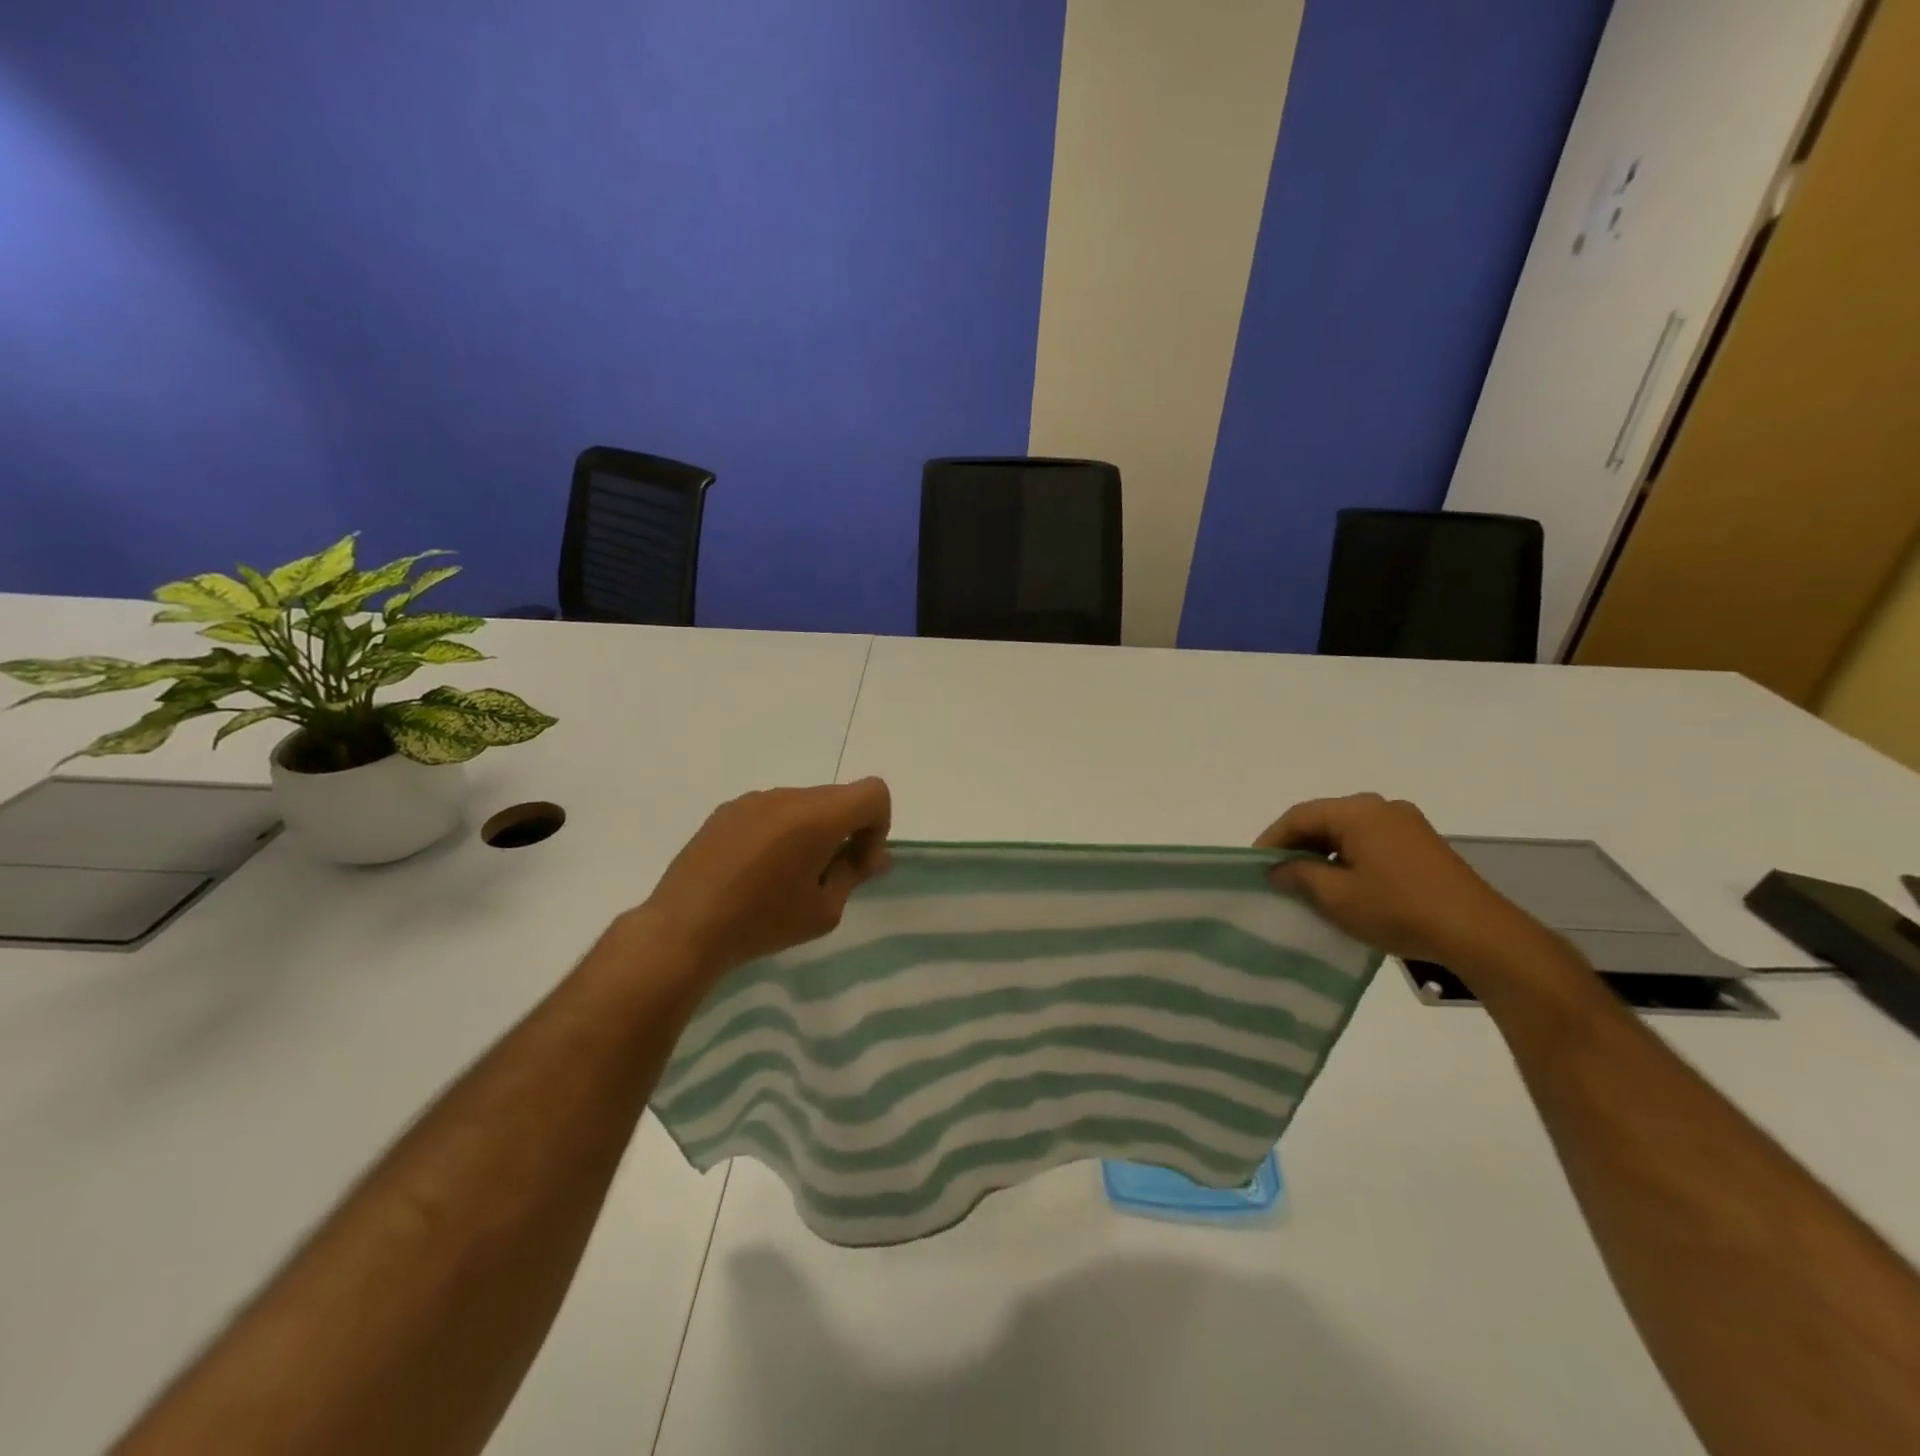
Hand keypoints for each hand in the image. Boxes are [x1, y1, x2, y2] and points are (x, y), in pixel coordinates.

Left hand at [641, 778, 892, 980]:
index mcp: (817, 816)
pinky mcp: (726, 811)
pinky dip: (780, 833)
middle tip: (828, 877)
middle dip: (846, 831)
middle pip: (838, 799)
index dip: (878, 826)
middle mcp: (787, 796)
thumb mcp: (823, 911)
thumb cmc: (762, 922)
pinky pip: (771, 812)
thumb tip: (873, 857)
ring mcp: (753, 800)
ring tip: (786, 878)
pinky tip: (755, 872)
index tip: (857, 863)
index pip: (873, 792)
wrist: (683, 929)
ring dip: (811, 832)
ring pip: (803, 805)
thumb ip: (854, 874)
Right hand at [1256, 793, 1539, 967]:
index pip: (1300, 816)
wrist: (1479, 934)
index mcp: (1358, 812)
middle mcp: (1381, 808)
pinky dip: (1348, 858)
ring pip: (1348, 832)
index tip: (1255, 866)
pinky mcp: (1422, 845)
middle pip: (1324, 820)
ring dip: (1323, 854)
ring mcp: (1406, 824)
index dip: (1272, 839)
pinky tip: (1343, 885)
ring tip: (1306, 883)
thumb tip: (1278, 868)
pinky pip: (1371, 842)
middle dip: (1297, 845)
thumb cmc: (1399, 909)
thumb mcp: (1337, 897)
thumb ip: (1299, 876)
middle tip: (1276, 874)